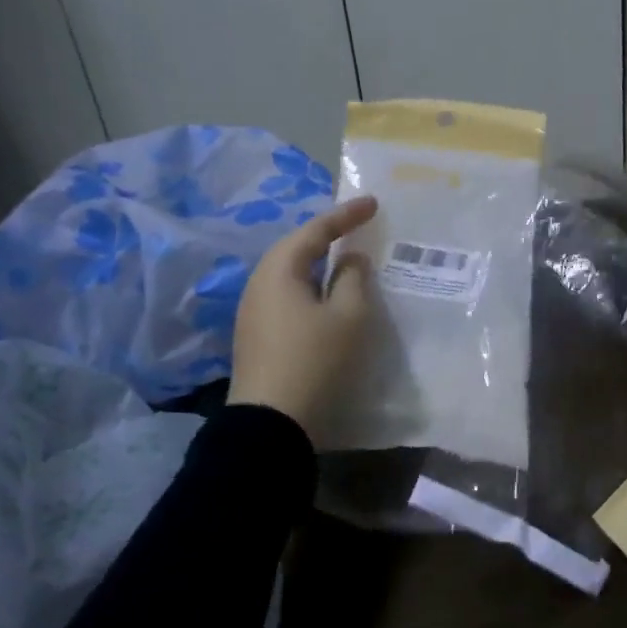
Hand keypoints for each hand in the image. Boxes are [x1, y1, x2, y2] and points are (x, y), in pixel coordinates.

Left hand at [227, 195, 378, 436]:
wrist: (271, 425)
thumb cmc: (315, 360)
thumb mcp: (349, 316)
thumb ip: (354, 278)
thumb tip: (350, 259)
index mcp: (279, 270)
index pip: (315, 230)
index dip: (346, 214)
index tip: (373, 203)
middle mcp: (259, 284)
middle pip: (296, 248)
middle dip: (328, 235)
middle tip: (358, 227)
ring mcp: (253, 312)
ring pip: (291, 274)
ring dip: (319, 264)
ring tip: (346, 259)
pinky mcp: (257, 336)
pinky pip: (288, 296)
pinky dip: (311, 287)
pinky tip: (328, 297)